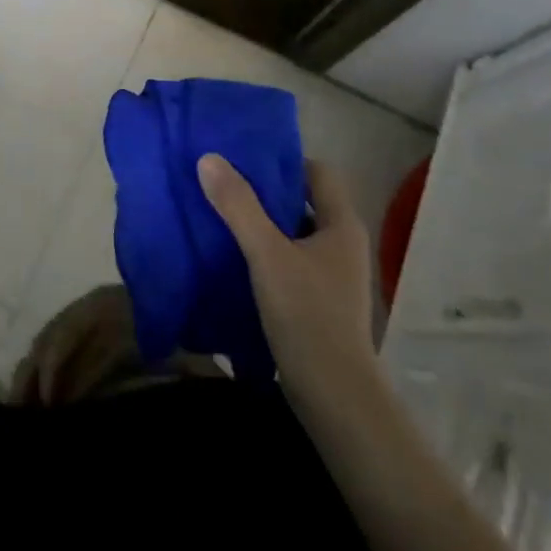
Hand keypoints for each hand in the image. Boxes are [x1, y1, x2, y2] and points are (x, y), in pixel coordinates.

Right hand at [200, 154, 376, 410]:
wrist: (333, 395)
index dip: (283, 159)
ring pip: (292, 232)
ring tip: (220, 212)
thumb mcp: (266, 253)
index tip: (243, 156)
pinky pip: (288, 259)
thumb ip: (238, 206)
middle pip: (302, 200)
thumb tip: (209, 158)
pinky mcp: (317, 299)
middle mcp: (342, 244)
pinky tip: (232, 254)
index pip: (317, 172)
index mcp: (342, 225)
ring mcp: (331, 274)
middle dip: (264, 190)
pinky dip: (263, 251)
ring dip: (261, 221)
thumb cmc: (307, 314)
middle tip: (222, 179)